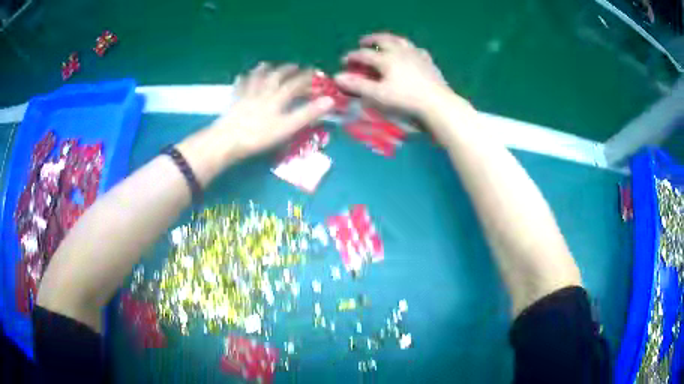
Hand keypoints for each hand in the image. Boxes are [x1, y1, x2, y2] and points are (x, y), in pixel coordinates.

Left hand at [215, 63, 334, 159]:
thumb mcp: (287, 127)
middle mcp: (263, 92)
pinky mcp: (234, 103)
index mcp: (277, 98)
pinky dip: (242, 80)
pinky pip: (239, 87)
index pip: (294, 84)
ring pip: (257, 78)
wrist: (227, 141)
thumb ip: (307, 114)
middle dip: (287, 70)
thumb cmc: (258, 136)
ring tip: (267, 64)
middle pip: (276, 77)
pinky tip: (241, 76)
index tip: (315, 72)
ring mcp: (247, 96)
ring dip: (264, 70)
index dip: (306, 78)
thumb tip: (330, 100)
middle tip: (294, 66)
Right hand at [334, 33, 450, 115]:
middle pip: (383, 40)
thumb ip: (357, 85)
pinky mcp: (428, 61)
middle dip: (371, 40)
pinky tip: (410, 51)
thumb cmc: (406, 100)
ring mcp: (416, 54)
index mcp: (386, 58)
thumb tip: (337, 77)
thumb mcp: (378, 95)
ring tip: (384, 41)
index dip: (352, 57)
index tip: (344, 60)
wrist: (437, 104)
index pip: (364, 54)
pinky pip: (417, 49)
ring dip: (389, 39)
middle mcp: (400, 51)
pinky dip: (409, 48)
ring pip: (400, 41)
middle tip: (363, 41)